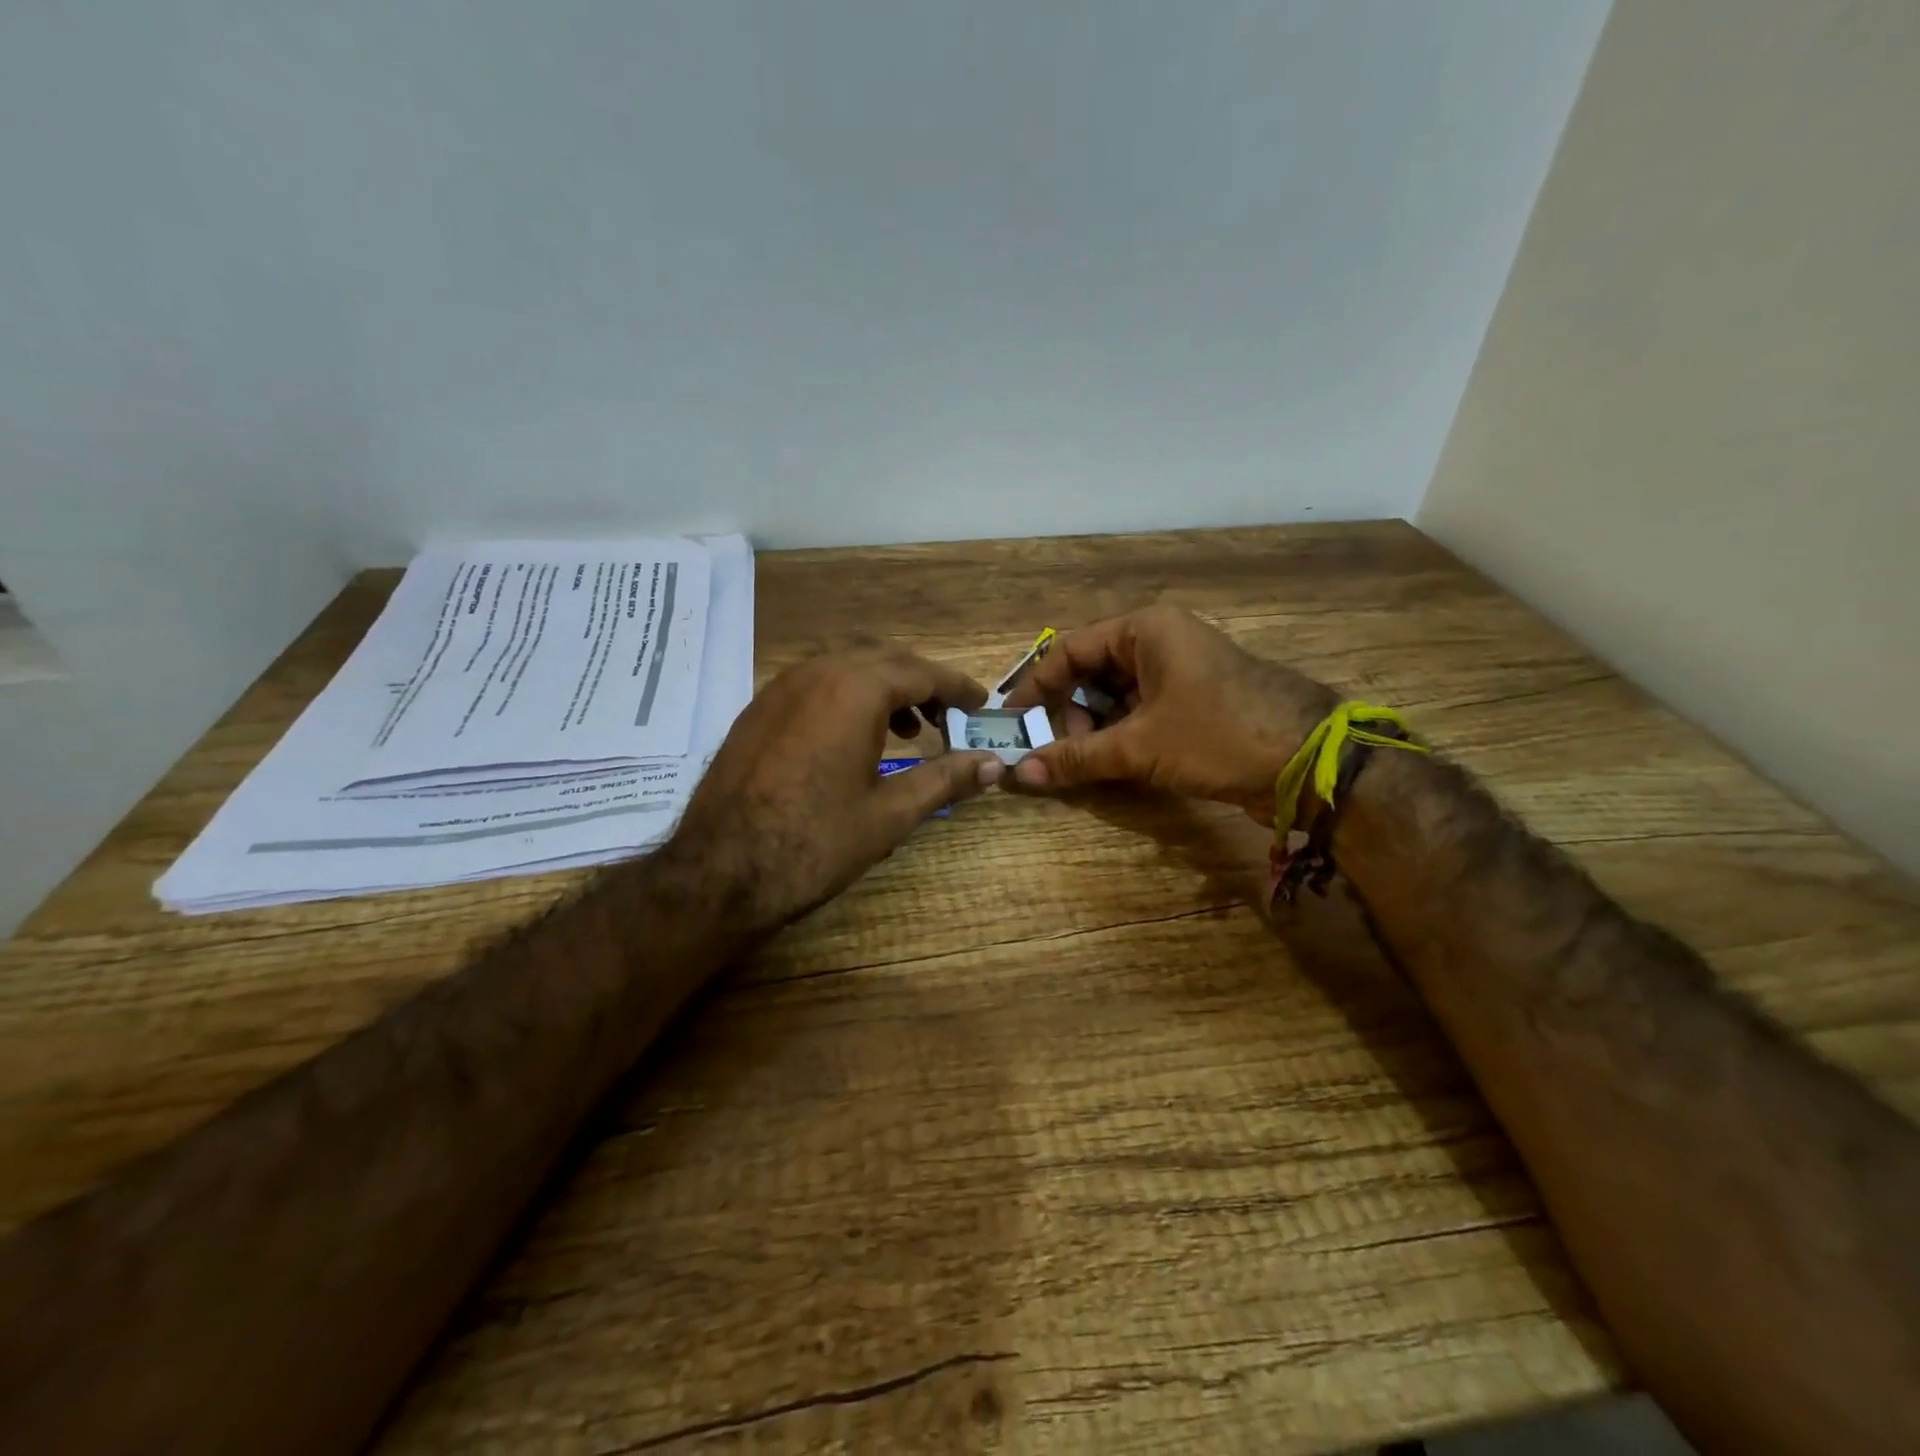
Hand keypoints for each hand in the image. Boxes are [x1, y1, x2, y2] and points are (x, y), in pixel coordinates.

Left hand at [662, 646, 1001, 935]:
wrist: (719, 870)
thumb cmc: (815, 841)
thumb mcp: (890, 813)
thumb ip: (946, 779)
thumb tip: (995, 765)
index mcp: (855, 689)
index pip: (922, 672)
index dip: (957, 687)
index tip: (981, 703)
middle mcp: (817, 672)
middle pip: (885, 660)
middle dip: (922, 683)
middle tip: (949, 717)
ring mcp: (780, 687)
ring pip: (846, 667)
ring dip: (884, 688)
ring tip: (908, 731)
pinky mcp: (758, 709)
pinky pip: (816, 684)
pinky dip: (847, 697)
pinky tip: (853, 739)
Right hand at [1003, 605, 1336, 822]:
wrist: (1310, 762)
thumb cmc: (1218, 735)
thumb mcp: (1140, 746)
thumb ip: (1076, 757)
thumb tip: (1020, 774)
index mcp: (1145, 630)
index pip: (1069, 650)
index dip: (1036, 686)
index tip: (1013, 722)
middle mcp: (1159, 642)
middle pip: (1091, 673)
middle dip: (1070, 713)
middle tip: (1061, 752)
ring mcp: (1179, 672)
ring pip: (1115, 696)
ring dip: (1094, 729)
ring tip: (1087, 763)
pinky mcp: (1193, 702)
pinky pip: (1140, 712)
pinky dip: (1121, 736)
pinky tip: (1113, 765)